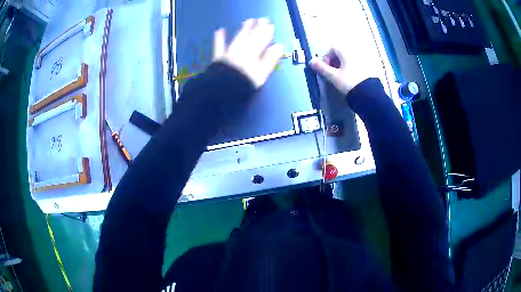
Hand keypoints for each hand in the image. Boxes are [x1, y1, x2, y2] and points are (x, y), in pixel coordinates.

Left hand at [213, 18, 283, 88]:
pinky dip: (219, 38)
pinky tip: (219, 30)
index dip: (267, 33)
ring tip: (248, 21)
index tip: (271, 26)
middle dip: (257, 28)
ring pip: (238, 38)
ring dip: (243, 29)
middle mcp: (242, 51)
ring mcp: (230, 53)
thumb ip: (270, 59)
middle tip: (262, 19)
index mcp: (253, 54)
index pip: (262, 41)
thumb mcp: (261, 73)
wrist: (222, 89)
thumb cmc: (244, 83)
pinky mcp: (219, 58)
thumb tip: (279, 47)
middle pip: (251, 37)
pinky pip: (219, 45)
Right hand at [309, 48, 377, 95]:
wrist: (369, 95)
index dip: (327, 57)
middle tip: (332, 74)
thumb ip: (321, 68)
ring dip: (342, 66)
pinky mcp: (368, 69)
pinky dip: (351, 70)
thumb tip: (311, 61)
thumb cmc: (349, 83)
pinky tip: (350, 80)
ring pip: (349, 60)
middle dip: (334, 62)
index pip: (333, 48)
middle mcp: (355, 53)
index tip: (325, 68)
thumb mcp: (333, 76)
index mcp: (346, 52)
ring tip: (341, 78)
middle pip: (341, 54)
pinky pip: (356, 65)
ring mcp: (363, 61)